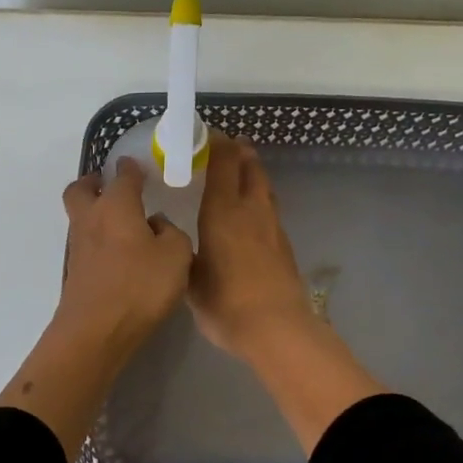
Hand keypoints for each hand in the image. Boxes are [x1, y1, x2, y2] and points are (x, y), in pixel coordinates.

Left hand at [0, 157, 190, 460]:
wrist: (96, 331)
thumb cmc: (140, 285)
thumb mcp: (177, 255)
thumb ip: (172, 233)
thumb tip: (157, 225)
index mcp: (116, 205)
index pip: (123, 175)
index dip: (132, 169)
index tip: (139, 167)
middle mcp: (91, 218)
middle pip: (81, 189)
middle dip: (94, 183)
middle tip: (112, 187)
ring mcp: (78, 245)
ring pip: (80, 216)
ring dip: (95, 212)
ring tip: (122, 223)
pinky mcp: (75, 271)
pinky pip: (85, 243)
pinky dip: (98, 240)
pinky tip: (119, 254)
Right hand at [188, 135, 314, 359]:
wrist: (277, 328)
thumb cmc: (226, 303)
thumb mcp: (191, 280)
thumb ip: (184, 255)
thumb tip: (178, 241)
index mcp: (223, 212)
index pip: (224, 164)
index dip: (218, 144)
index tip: (208, 134)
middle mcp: (250, 210)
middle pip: (250, 168)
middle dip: (241, 152)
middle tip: (231, 144)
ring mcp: (272, 226)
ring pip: (265, 188)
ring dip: (254, 173)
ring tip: (244, 169)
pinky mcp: (284, 244)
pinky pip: (270, 209)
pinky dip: (260, 200)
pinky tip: (252, 213)